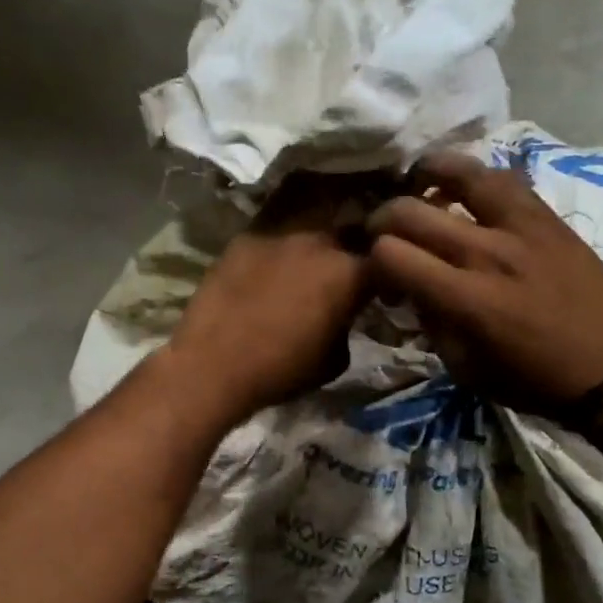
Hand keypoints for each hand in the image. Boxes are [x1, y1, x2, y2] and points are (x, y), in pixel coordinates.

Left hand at [166, 175, 373, 424]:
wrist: (214, 364)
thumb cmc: (283, 369)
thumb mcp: (336, 359)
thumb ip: (348, 326)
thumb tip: (343, 318)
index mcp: (350, 273)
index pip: (385, 262)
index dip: (388, 277)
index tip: (382, 295)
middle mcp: (319, 242)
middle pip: (348, 235)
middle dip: (352, 254)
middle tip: (344, 279)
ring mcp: (279, 235)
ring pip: (309, 232)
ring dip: (315, 250)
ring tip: (306, 272)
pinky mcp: (245, 239)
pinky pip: (273, 240)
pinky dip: (278, 255)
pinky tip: (268, 275)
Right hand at [367, 153, 602, 418]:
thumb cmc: (530, 380)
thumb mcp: (464, 368)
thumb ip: (431, 322)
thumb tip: (412, 286)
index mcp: (464, 299)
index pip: (391, 254)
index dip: (373, 260)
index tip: (382, 273)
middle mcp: (487, 254)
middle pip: (412, 211)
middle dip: (384, 219)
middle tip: (386, 230)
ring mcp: (522, 229)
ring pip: (462, 174)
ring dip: (429, 174)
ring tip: (420, 181)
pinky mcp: (549, 219)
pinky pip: (506, 180)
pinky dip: (476, 176)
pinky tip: (468, 185)